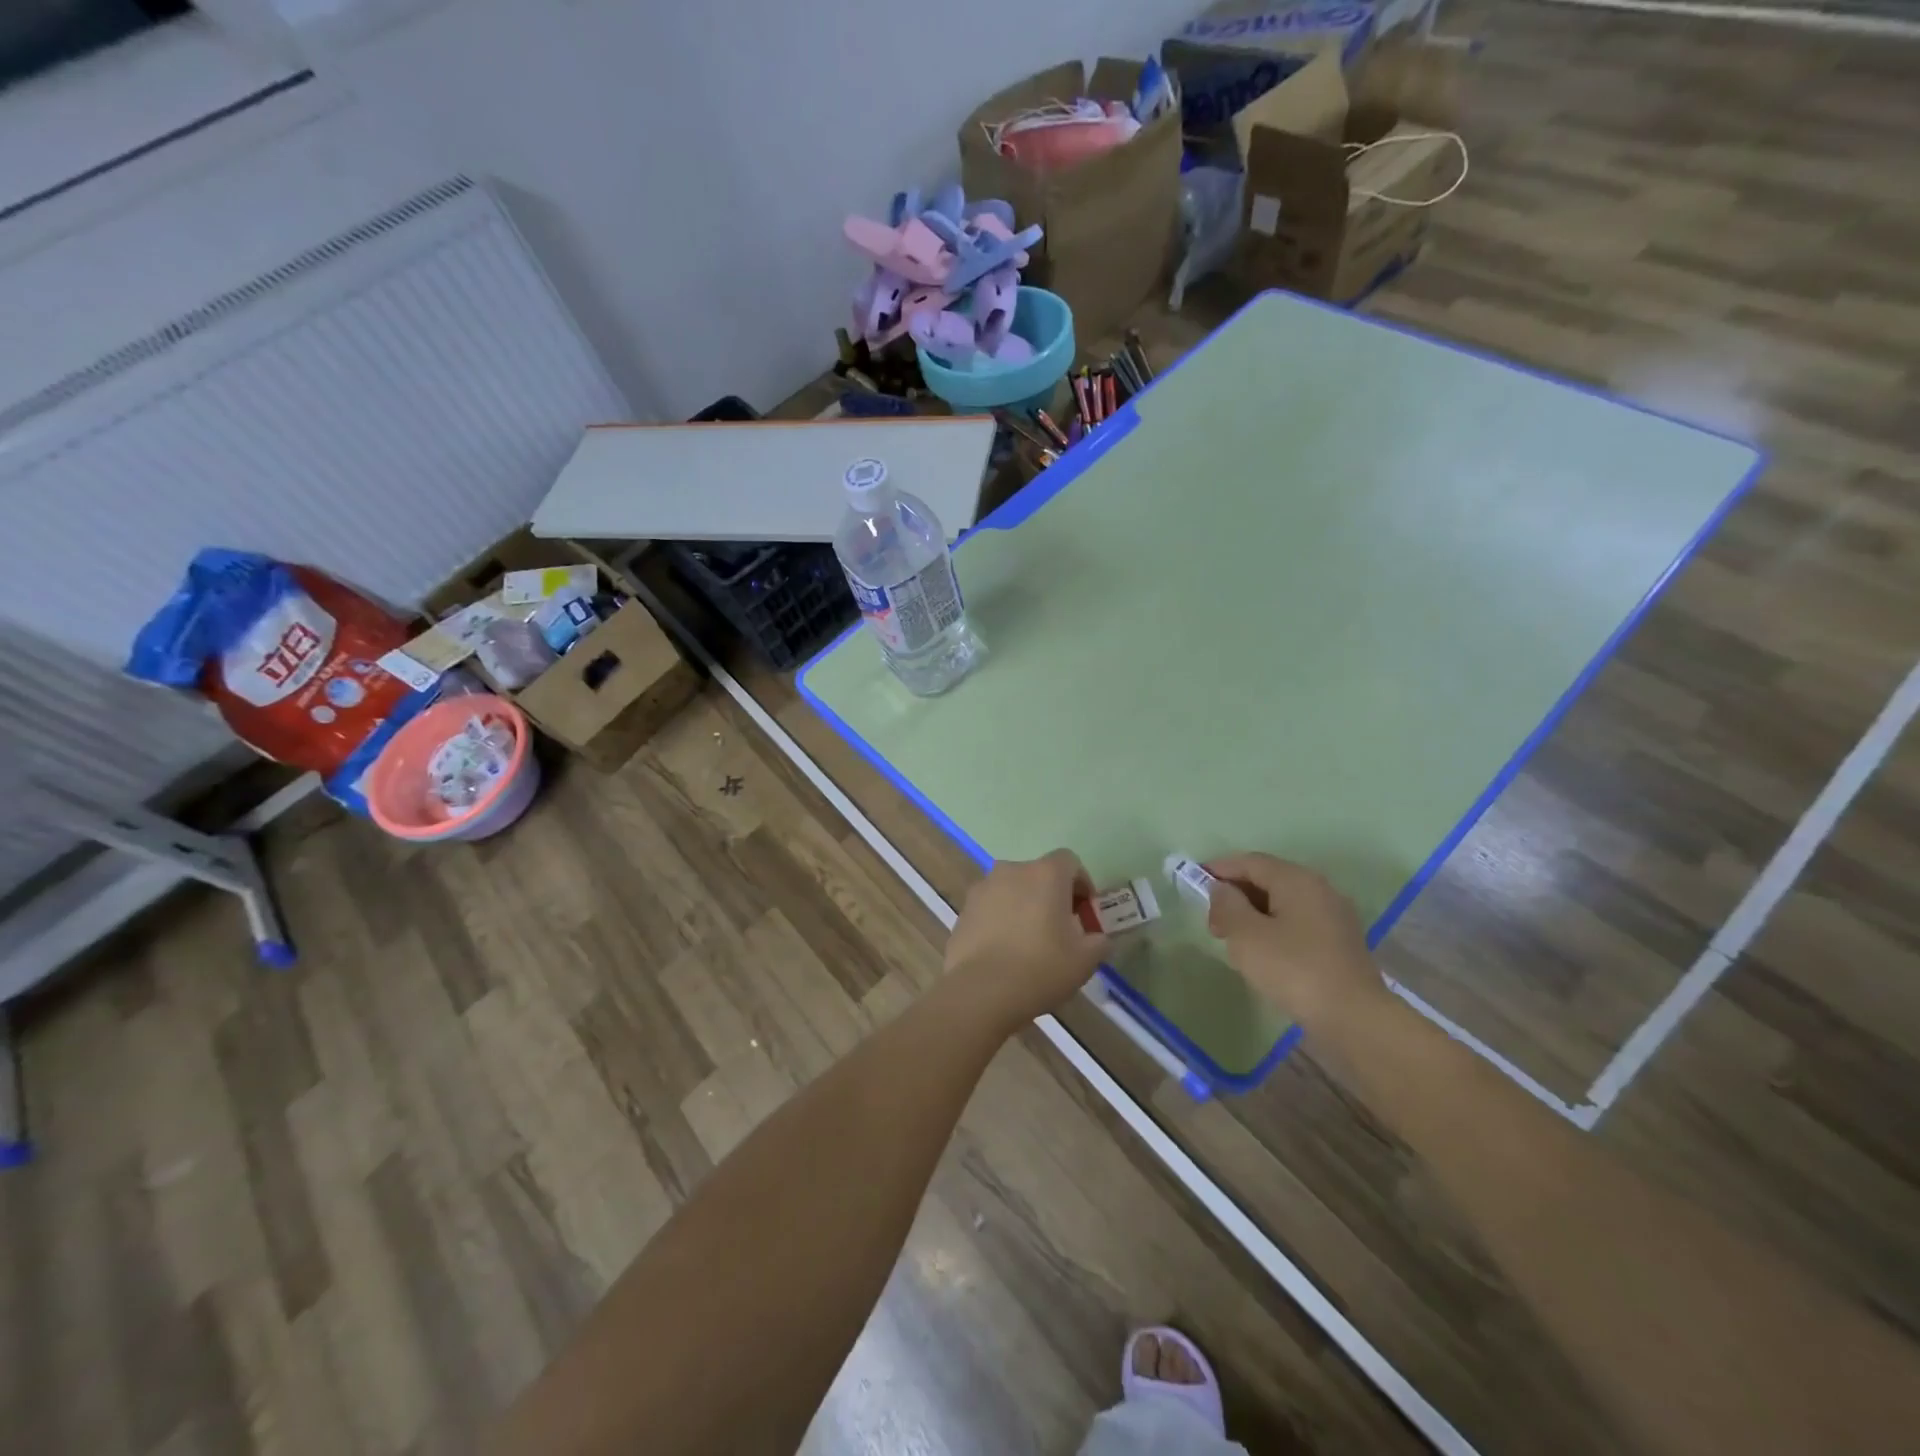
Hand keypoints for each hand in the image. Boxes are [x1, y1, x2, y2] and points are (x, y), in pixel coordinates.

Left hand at [944, 851, 1109, 1028]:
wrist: (980, 991)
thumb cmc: (1041, 968)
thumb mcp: (1085, 960)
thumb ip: (1099, 942)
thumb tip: (1099, 938)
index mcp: (1045, 874)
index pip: (1069, 861)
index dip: (1081, 883)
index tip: (1084, 913)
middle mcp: (1012, 870)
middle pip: (1038, 874)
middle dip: (1051, 896)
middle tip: (1060, 930)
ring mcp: (983, 888)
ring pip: (1012, 890)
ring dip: (1024, 906)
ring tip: (1029, 943)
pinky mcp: (964, 909)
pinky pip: (990, 907)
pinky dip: (1000, 920)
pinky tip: (1004, 952)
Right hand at [1205, 853, 1386, 1030]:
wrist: (1354, 1019)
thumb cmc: (1294, 969)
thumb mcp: (1246, 935)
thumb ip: (1227, 905)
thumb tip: (1222, 890)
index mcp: (1296, 880)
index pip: (1250, 862)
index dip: (1219, 868)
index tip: (1194, 882)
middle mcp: (1319, 889)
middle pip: (1268, 880)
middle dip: (1236, 895)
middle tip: (1212, 920)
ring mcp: (1333, 917)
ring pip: (1282, 903)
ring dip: (1253, 914)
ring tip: (1232, 940)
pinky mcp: (1339, 943)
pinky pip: (1297, 923)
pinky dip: (1273, 929)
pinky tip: (1262, 954)